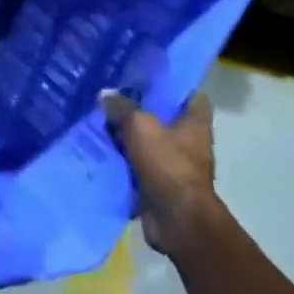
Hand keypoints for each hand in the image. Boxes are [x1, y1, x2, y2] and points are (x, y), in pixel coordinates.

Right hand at [100, 89, 219, 251]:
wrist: (177, 220)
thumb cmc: (168, 165)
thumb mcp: (141, 128)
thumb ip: (123, 108)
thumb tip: (105, 93)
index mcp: (195, 123)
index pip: (190, 93)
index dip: (172, 82)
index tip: (147, 73)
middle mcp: (189, 141)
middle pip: (163, 117)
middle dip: (140, 107)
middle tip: (112, 91)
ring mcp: (173, 163)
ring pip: (147, 141)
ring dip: (126, 134)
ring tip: (97, 116)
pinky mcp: (158, 183)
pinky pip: (136, 164)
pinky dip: (121, 159)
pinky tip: (98, 147)